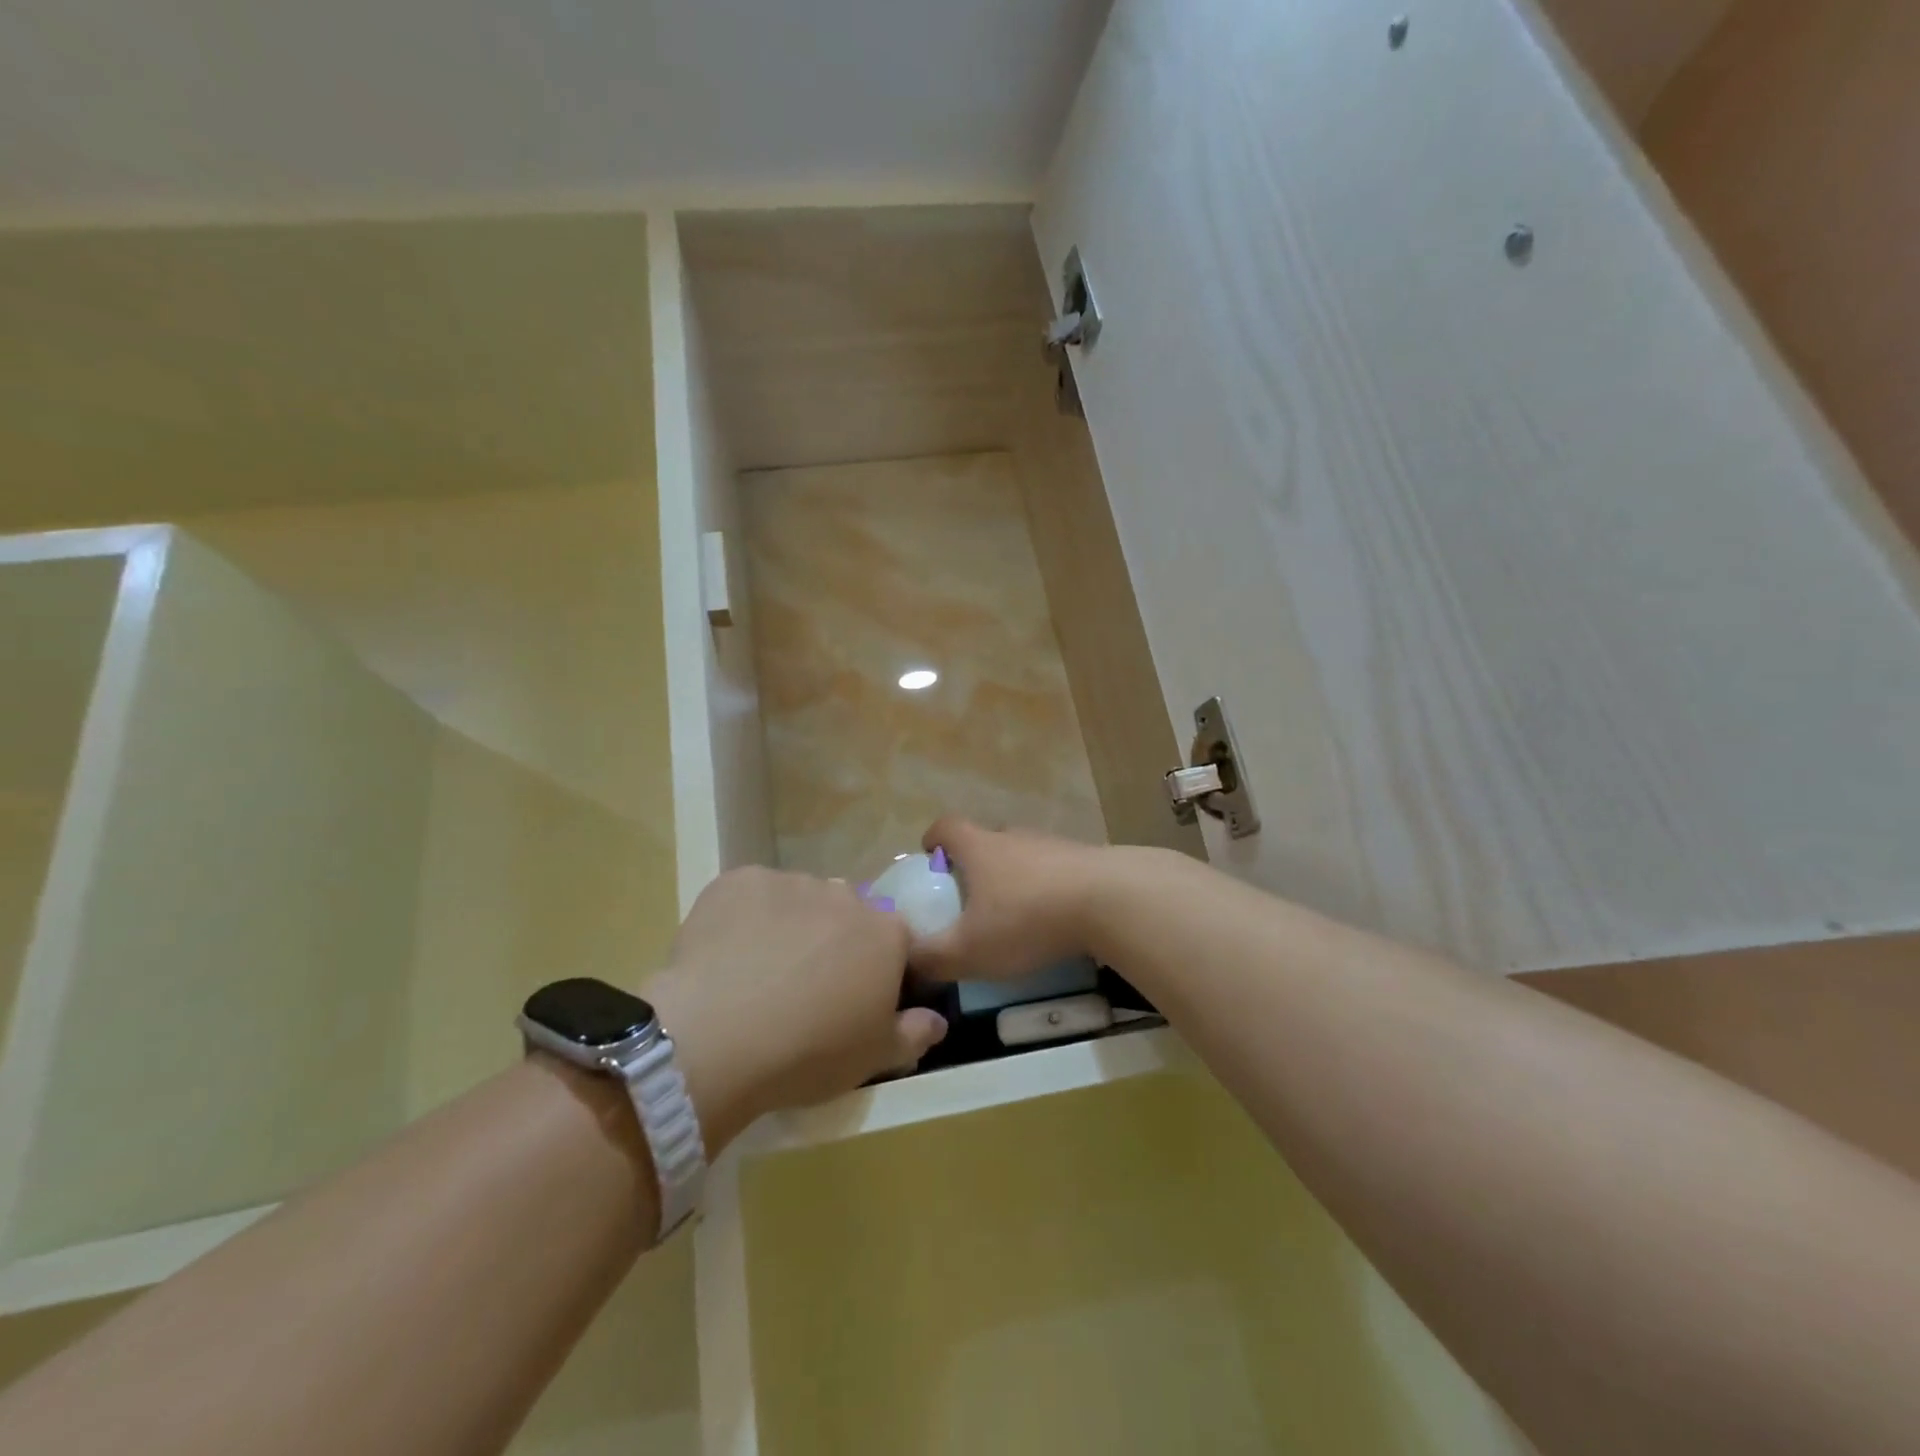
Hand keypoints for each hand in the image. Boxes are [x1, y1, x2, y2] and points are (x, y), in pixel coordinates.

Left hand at [644, 867, 947, 1150]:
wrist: (716, 1037)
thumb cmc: (808, 1053)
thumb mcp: (872, 1058)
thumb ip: (913, 1034)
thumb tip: (939, 1021)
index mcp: (885, 933)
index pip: (895, 940)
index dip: (877, 967)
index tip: (854, 997)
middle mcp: (845, 895)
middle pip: (847, 913)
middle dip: (834, 941)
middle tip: (805, 986)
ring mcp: (791, 883)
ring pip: (799, 900)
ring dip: (791, 925)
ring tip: (759, 972)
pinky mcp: (739, 881)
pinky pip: (751, 894)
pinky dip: (745, 916)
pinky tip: (726, 954)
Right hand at [911, 818, 1111, 981]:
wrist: (1110, 900)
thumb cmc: (1027, 919)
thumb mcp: (969, 950)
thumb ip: (932, 958)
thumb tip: (906, 961)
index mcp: (979, 848)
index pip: (946, 827)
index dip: (933, 839)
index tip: (929, 858)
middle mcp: (1014, 836)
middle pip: (986, 839)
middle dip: (974, 864)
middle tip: (971, 898)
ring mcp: (1053, 844)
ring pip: (1023, 855)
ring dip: (1014, 877)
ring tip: (1014, 914)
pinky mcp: (1086, 859)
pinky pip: (1055, 869)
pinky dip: (1047, 888)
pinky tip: (1054, 920)